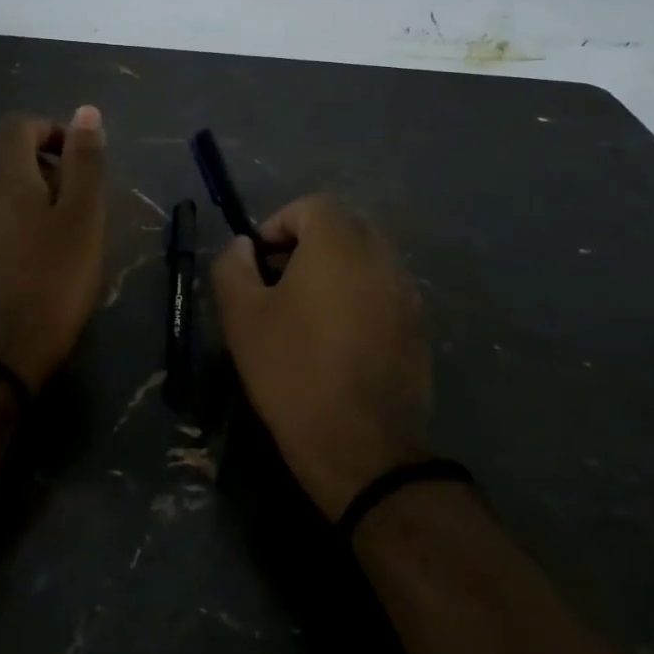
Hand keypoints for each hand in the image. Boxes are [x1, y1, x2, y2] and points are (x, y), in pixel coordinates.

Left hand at [0, 107, 107, 389]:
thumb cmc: (53, 280)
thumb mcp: (83, 217)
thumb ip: (85, 162)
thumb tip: (86, 112)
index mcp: (4, 178)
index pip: (17, 126)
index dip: (49, 130)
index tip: (78, 160)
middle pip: (11, 163)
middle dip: (48, 173)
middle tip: (81, 210)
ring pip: (3, 198)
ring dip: (34, 205)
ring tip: (65, 243)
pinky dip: (17, 232)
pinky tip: (38, 268)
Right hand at [212, 195, 429, 518]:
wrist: (361, 448)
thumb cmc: (293, 372)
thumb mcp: (242, 317)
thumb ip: (234, 266)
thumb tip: (245, 246)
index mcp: (340, 244)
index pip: (312, 206)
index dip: (279, 224)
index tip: (259, 263)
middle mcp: (381, 257)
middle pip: (343, 228)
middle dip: (307, 246)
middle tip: (279, 285)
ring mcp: (407, 293)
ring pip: (366, 260)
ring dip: (335, 272)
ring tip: (307, 315)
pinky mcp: (419, 328)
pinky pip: (383, 292)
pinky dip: (359, 298)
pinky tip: (338, 341)